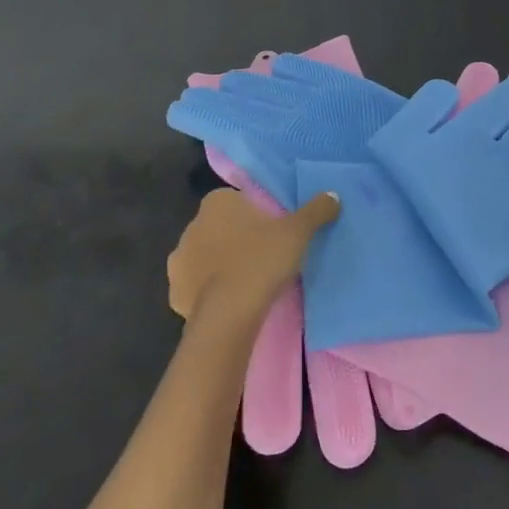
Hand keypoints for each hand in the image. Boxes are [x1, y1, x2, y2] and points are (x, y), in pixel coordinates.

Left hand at [168, 188, 340, 334]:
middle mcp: (192, 225)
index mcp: (217, 202)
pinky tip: (229, 301)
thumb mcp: (297, 232)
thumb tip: (333, 195)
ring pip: (205, 256)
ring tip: (247, 282)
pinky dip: (208, 292)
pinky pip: (195, 286)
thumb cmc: (262, 260)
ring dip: (220, 265)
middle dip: (236, 238)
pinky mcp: (175, 291)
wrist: (229, 313)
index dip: (256, 215)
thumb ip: (315, 210)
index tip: (273, 233)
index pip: (238, 201)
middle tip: (264, 257)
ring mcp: (179, 259)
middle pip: (220, 227)